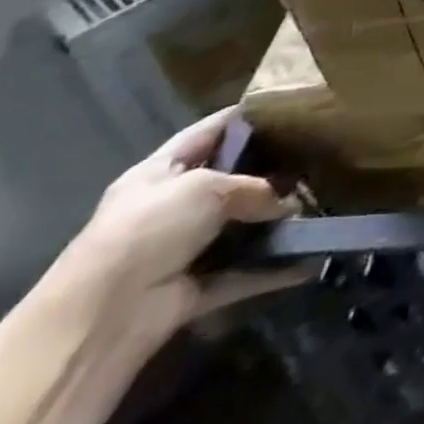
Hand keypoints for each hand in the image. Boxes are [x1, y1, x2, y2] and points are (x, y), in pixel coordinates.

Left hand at [51, 108, 303, 347]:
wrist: (103, 317)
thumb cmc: (148, 229)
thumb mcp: (205, 188)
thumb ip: (254, 187)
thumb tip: (288, 205)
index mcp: (158, 173)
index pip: (204, 134)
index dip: (240, 117)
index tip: (286, 106)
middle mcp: (169, 209)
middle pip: (227, 182)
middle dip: (268, 172)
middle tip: (316, 158)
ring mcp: (181, 251)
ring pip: (238, 229)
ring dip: (275, 223)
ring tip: (321, 204)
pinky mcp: (194, 289)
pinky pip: (243, 273)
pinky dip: (273, 270)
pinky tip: (310, 259)